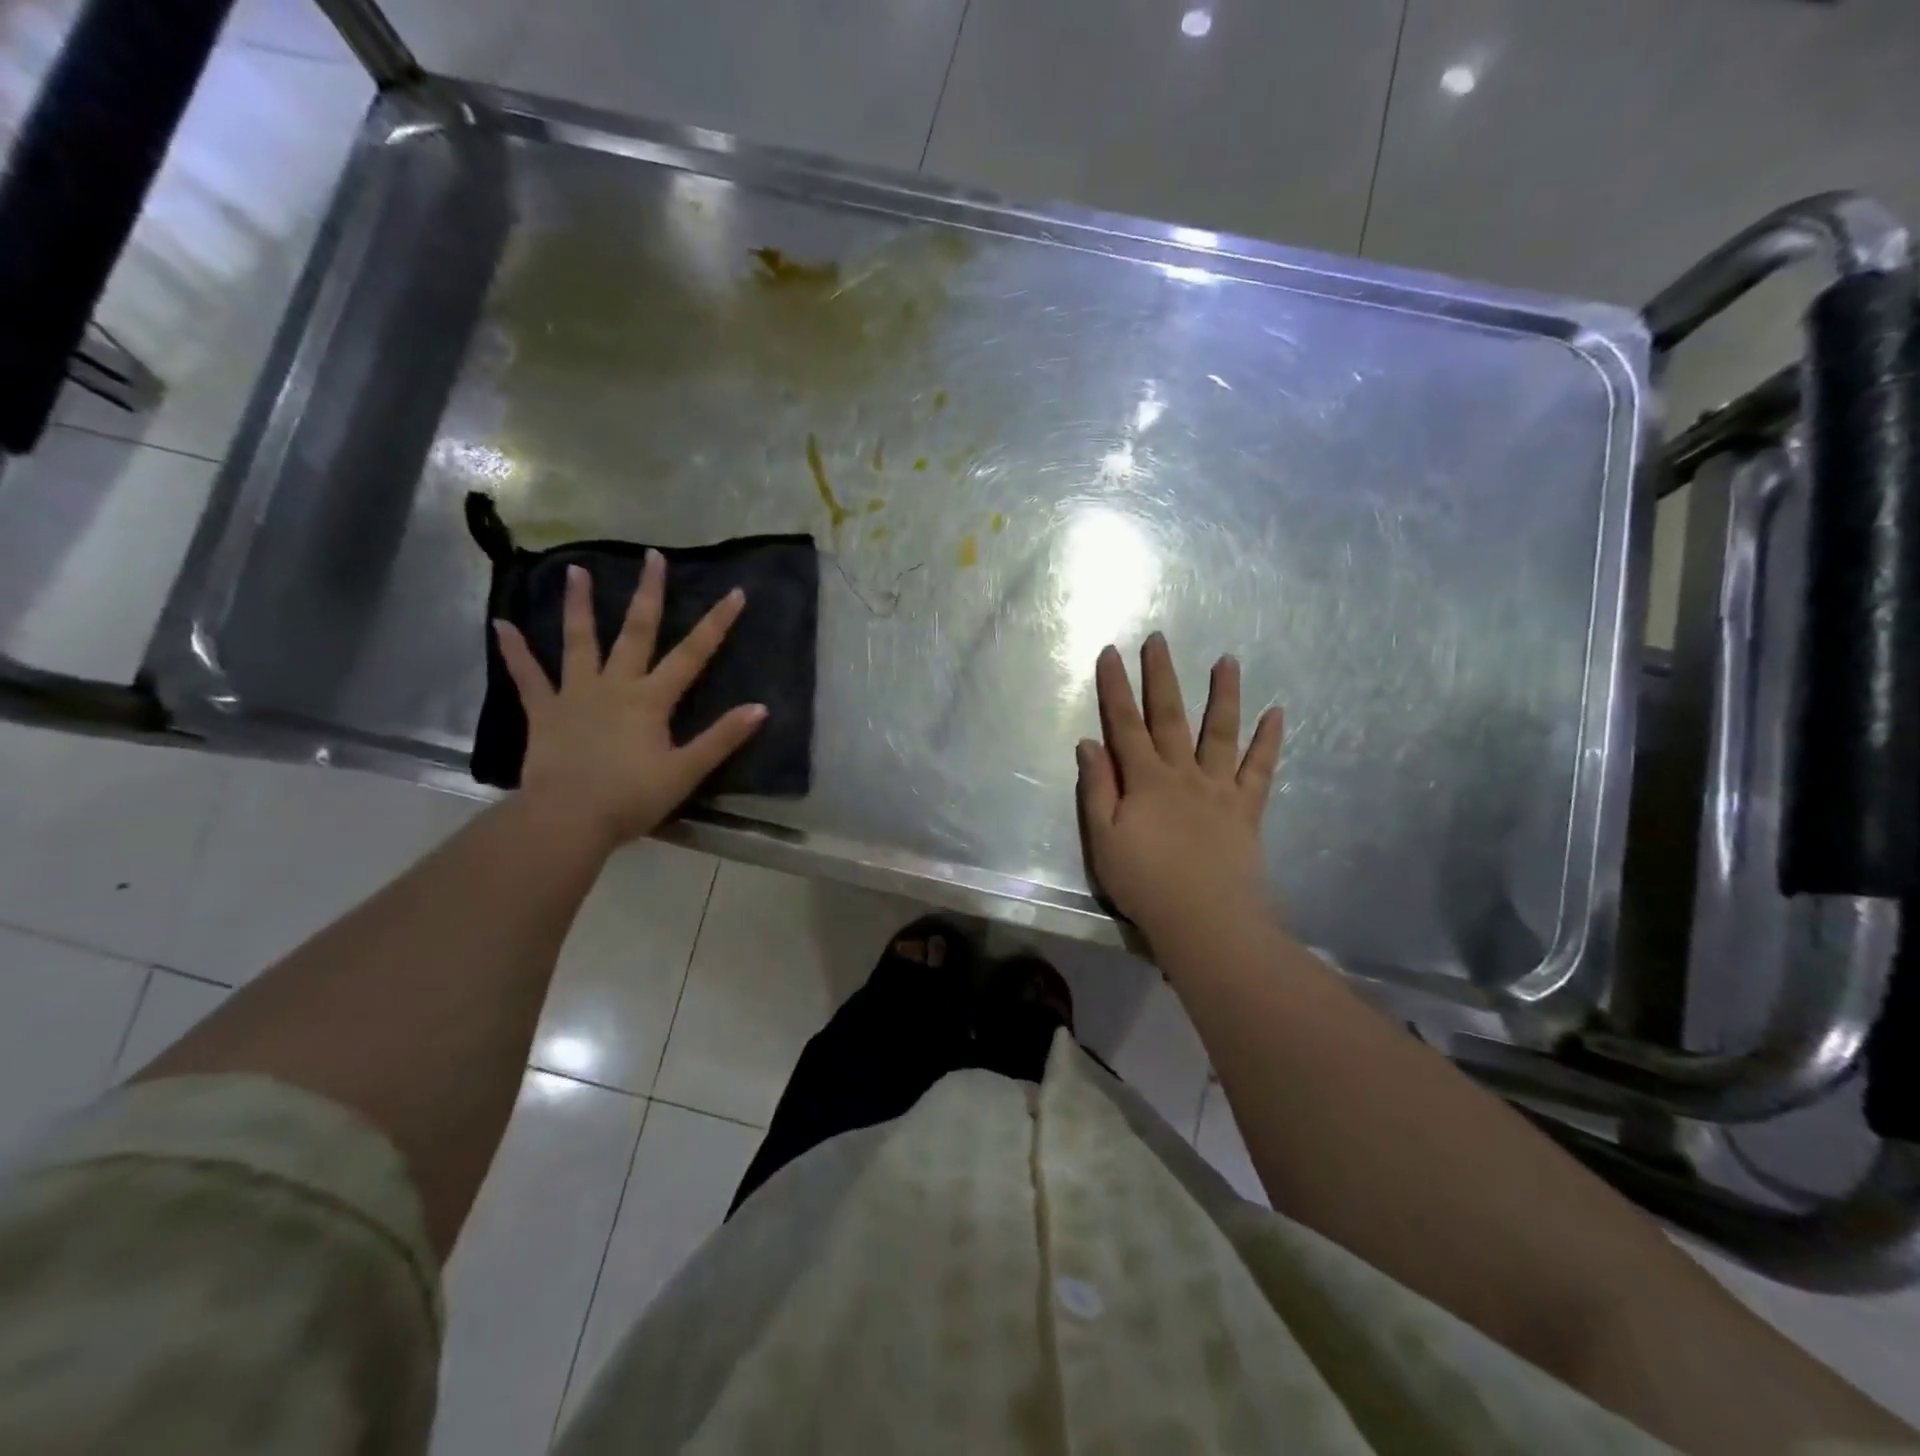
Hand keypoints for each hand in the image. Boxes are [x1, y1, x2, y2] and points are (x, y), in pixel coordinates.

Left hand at [493, 556, 765, 849]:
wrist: (568, 818)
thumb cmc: (632, 797)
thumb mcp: (686, 771)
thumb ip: (722, 738)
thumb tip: (760, 708)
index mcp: (651, 699)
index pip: (693, 654)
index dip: (717, 624)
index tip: (735, 592)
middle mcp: (615, 685)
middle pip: (637, 632)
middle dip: (649, 594)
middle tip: (653, 557)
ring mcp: (576, 695)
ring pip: (579, 642)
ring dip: (579, 606)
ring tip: (574, 570)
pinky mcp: (544, 712)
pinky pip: (528, 677)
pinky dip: (515, 651)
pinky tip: (501, 625)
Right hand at [1077, 633, 1283, 948]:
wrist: (1205, 920)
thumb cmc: (1145, 883)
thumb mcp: (1103, 839)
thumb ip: (1098, 788)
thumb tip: (1089, 742)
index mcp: (1145, 779)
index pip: (1124, 724)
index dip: (1115, 687)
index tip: (1111, 653)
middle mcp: (1183, 773)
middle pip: (1169, 715)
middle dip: (1161, 675)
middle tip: (1159, 639)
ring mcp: (1219, 788)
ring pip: (1220, 732)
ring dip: (1224, 694)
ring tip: (1228, 660)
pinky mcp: (1247, 809)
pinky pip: (1260, 769)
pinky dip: (1269, 740)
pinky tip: (1277, 713)